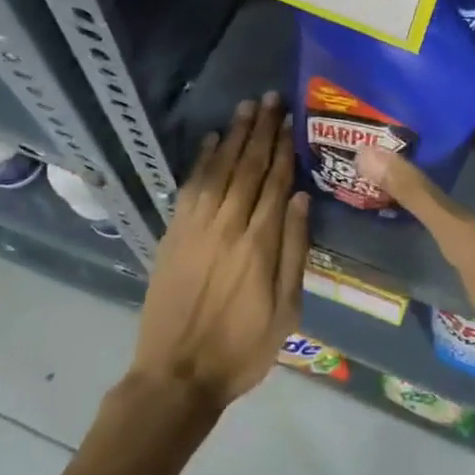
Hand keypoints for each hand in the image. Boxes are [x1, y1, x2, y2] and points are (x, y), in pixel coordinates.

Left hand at [129, 93, 310, 409]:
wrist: (177, 376)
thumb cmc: (242, 348)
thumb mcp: (286, 310)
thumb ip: (295, 251)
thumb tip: (301, 199)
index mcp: (260, 243)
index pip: (275, 182)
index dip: (283, 147)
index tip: (290, 119)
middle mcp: (228, 225)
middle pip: (248, 166)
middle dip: (261, 130)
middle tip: (270, 98)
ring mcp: (196, 227)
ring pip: (219, 169)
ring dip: (233, 136)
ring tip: (246, 107)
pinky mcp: (173, 234)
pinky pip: (190, 187)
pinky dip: (201, 161)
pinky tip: (210, 140)